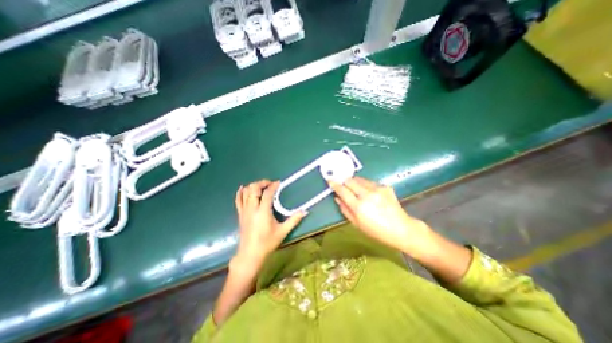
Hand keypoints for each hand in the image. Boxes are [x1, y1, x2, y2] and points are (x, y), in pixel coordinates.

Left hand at [233, 180, 305, 270]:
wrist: (250, 254)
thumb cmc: (267, 243)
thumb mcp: (283, 231)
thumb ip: (294, 220)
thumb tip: (305, 211)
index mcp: (263, 212)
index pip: (267, 193)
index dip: (273, 186)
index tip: (279, 183)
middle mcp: (252, 208)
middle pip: (254, 189)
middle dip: (262, 183)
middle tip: (270, 184)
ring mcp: (244, 211)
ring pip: (246, 192)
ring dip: (253, 186)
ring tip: (261, 186)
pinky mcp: (240, 214)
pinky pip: (238, 200)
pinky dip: (240, 192)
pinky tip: (243, 188)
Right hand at [330, 178, 428, 253]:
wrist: (401, 229)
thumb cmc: (376, 231)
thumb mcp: (357, 224)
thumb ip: (344, 209)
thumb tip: (337, 197)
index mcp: (359, 207)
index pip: (343, 190)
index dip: (335, 184)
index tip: (330, 180)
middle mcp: (367, 195)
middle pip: (350, 180)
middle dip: (344, 181)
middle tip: (343, 184)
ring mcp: (377, 189)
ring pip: (360, 179)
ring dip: (354, 182)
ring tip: (355, 189)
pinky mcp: (385, 186)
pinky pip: (370, 182)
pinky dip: (365, 185)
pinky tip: (368, 192)